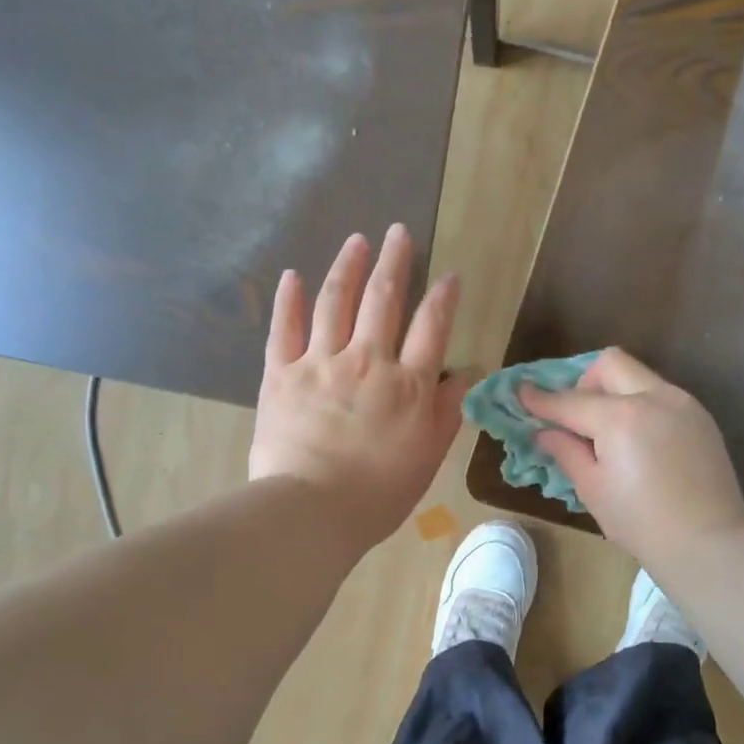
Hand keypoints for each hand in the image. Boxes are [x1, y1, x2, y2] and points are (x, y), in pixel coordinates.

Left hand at [250, 225, 465, 553]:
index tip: (448, 276)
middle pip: (383, 299)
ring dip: (348, 266)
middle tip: (399, 232)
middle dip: (394, 261)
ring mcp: (319, 363)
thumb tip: (464, 372)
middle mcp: (366, 361)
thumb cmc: (377, 494)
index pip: (430, 327)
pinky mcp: (280, 374)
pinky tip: (293, 276)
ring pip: (336, 302)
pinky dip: (289, 300)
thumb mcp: (427, 457)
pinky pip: (284, 328)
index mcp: (407, 385)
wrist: (312, 510)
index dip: (442, 297)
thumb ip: (447, 411)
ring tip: (357, 240)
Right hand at [520, 348, 743, 569]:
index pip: (570, 401)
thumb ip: (567, 451)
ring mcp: (683, 404)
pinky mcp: (701, 418)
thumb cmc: (640, 522)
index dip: (541, 399)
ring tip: (608, 435)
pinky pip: (661, 396)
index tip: (521, 393)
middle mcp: (654, 397)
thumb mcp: (593, 489)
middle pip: (610, 364)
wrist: (707, 541)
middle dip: (585, 383)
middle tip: (577, 419)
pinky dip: (640, 407)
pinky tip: (638, 444)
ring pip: (639, 377)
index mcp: (620, 417)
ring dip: (615, 393)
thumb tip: (545, 432)